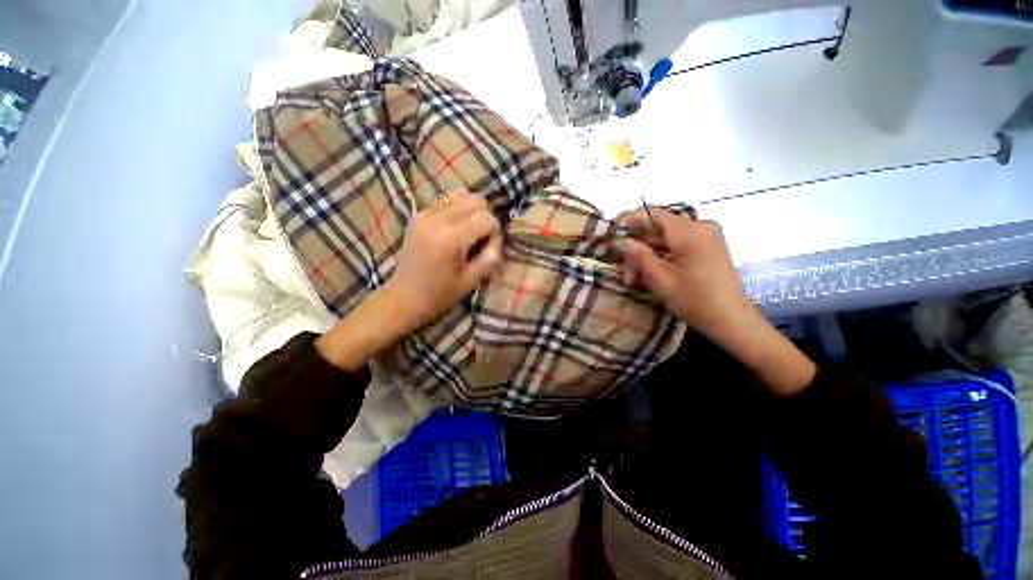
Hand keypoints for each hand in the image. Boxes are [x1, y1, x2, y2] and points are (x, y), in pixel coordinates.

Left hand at [316, 190, 502, 371]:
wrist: (404, 296)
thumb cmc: (439, 294)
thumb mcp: (471, 281)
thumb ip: (490, 257)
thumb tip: (498, 239)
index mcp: (449, 239)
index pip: (486, 218)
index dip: (495, 232)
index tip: (491, 248)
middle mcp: (436, 219)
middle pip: (475, 200)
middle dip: (486, 217)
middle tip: (483, 239)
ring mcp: (425, 213)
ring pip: (462, 194)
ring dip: (473, 210)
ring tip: (471, 230)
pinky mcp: (420, 214)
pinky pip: (447, 199)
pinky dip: (459, 208)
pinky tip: (457, 227)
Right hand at [617, 207, 749, 337]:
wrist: (731, 320)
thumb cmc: (694, 299)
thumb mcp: (659, 278)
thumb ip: (638, 255)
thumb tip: (619, 240)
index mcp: (690, 231)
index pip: (652, 213)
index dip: (629, 221)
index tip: (612, 236)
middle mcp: (700, 227)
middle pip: (658, 229)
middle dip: (638, 249)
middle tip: (626, 273)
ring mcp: (706, 237)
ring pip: (665, 239)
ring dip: (648, 256)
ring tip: (635, 279)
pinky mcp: (707, 248)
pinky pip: (677, 245)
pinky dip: (661, 257)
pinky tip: (652, 274)